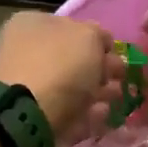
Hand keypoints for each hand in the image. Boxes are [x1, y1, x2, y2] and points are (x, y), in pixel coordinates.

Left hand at [0, 11, 121, 144]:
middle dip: (100, 69)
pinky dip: (87, 114)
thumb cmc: (59, 65)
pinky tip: (102, 115)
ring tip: (116, 98)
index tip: (116, 53)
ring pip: (72, 89)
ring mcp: (30, 90)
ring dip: (97, 92)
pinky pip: (69, 114)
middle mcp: (26, 54)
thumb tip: (102, 44)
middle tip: (121, 77)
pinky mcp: (37, 121)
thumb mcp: (88, 36)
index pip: (69, 27)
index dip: (96, 39)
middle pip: (71, 60)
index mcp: (31, 26)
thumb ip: (99, 36)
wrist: (30, 117)